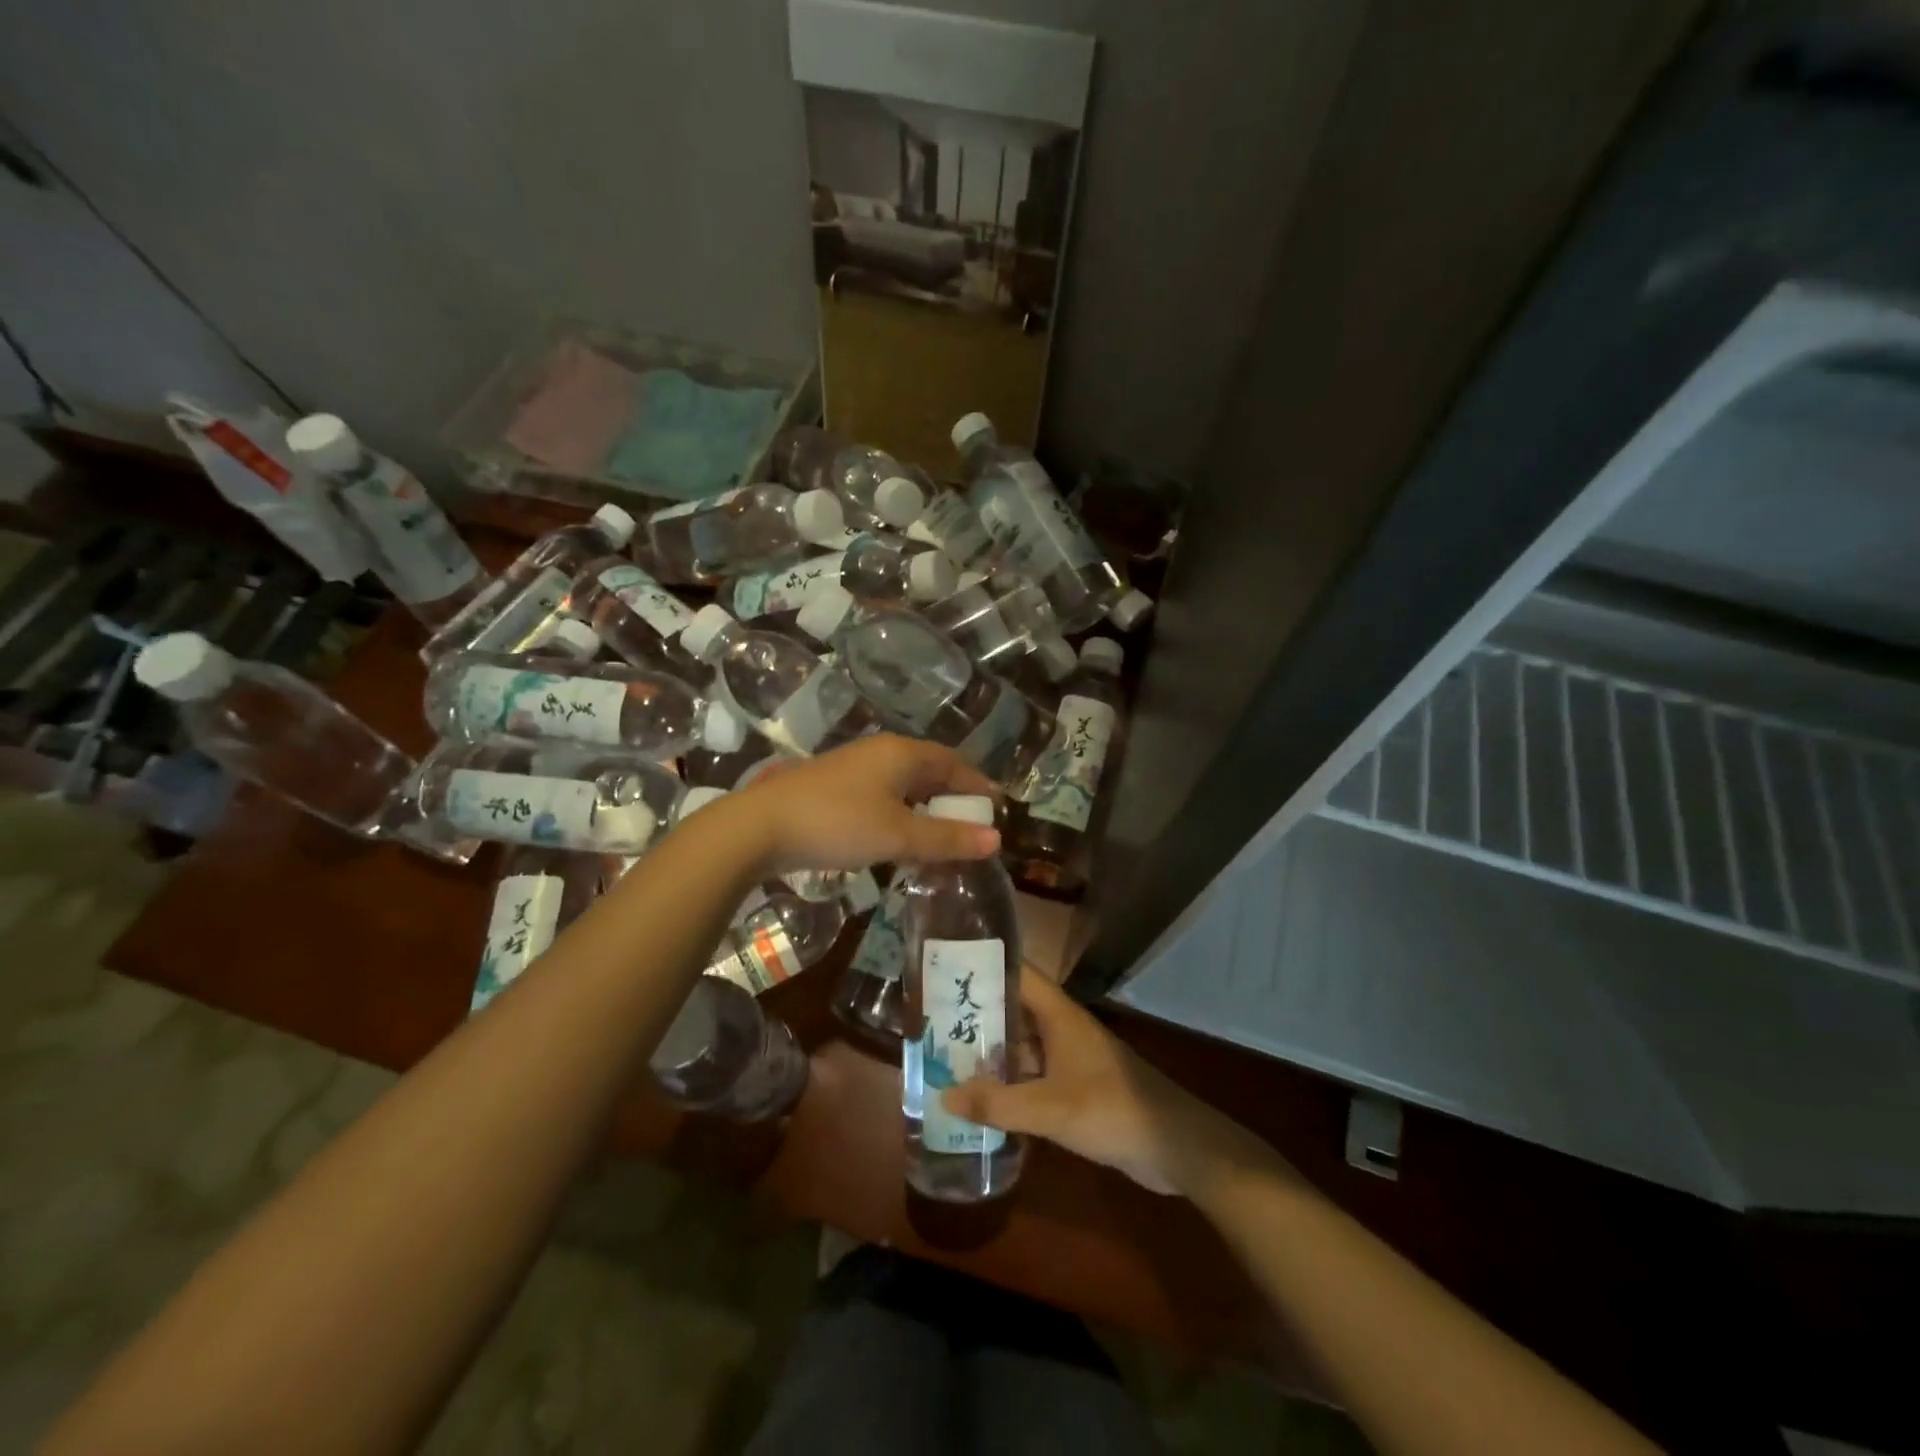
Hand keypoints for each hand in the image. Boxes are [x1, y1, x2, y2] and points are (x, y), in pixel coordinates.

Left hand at [732, 734, 1000, 875]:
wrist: (761, 827)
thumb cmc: (838, 824)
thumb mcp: (899, 835)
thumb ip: (948, 838)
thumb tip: (996, 839)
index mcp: (903, 753)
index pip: (954, 763)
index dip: (978, 785)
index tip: (997, 810)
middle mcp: (881, 752)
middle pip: (930, 771)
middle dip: (954, 798)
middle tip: (972, 828)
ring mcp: (856, 767)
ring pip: (905, 784)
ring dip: (927, 809)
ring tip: (942, 837)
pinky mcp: (836, 787)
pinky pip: (884, 796)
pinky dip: (902, 814)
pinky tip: (900, 838)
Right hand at [941, 974, 1279, 1197]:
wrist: (1174, 1144)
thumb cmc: (1112, 1109)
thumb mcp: (1049, 1108)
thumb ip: (997, 1104)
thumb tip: (943, 1095)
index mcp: (1058, 1014)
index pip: (1016, 972)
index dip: (983, 964)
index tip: (945, 966)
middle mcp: (1061, 1027)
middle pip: (1014, 1008)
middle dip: (977, 1012)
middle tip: (931, 1018)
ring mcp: (1070, 1057)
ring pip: (1022, 1043)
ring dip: (991, 1050)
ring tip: (945, 1055)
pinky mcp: (1076, 1086)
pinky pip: (1033, 1074)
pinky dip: (1009, 1080)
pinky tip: (982, 1097)